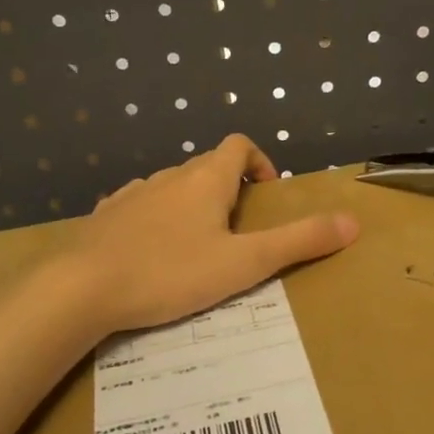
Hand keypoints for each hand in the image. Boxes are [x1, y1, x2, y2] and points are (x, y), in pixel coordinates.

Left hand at [65, 134, 358, 333]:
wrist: (81, 288)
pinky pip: (141, 207)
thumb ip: (299, 242)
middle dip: (230, 190)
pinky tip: (153, 254)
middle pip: (207, 166)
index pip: (239, 145)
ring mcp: (133, 193)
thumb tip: (353, 222)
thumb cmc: (170, 273)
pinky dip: (157, 220)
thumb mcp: (245, 263)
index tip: (267, 195)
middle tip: (239, 233)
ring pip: (173, 187)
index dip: (260, 162)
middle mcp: (169, 176)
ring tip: (198, 248)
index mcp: (206, 179)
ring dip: (192, 206)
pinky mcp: (105, 216)